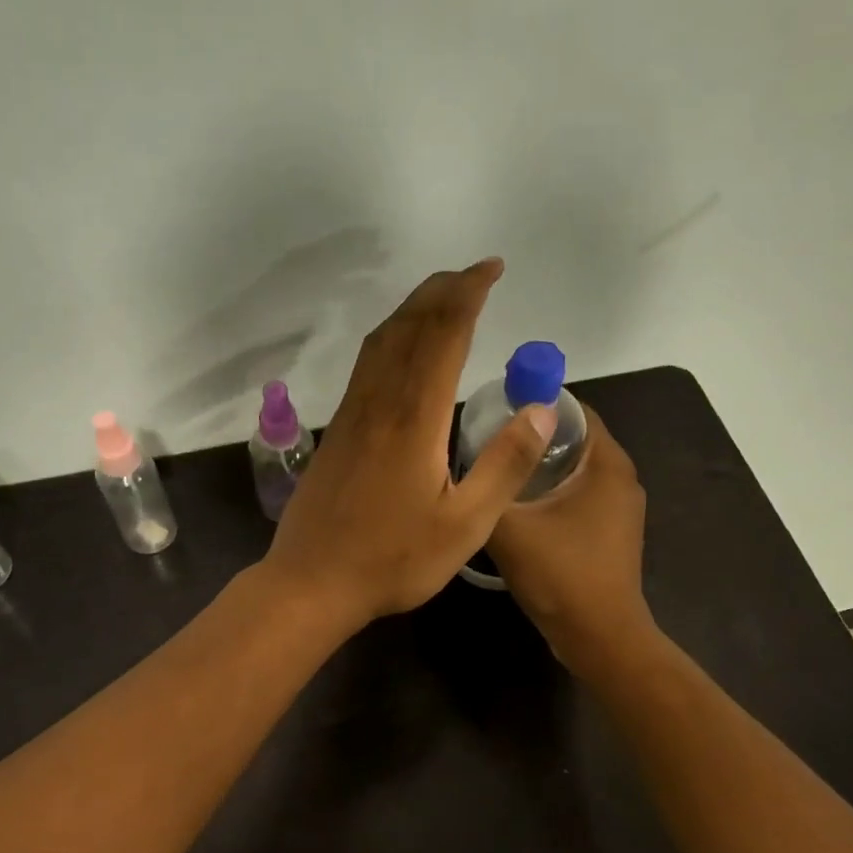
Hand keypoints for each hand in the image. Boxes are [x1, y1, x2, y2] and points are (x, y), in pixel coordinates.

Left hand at [262, 259, 555, 629]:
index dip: (468, 295)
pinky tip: (400, 351)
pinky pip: (365, 367)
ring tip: (441, 297)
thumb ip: (504, 466)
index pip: (443, 336)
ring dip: (413, 310)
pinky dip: (390, 339)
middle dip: (442, 291)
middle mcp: (379, 404)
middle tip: (473, 274)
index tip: (491, 270)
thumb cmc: (393, 560)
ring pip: (381, 343)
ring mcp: (351, 416)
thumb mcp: (464, 525)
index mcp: (414, 419)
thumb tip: (540, 409)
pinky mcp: (337, 433)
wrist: (312, 582)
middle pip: (409, 328)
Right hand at [487, 407, 654, 671]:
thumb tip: (469, 455)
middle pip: (573, 438)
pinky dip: (550, 491)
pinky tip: (517, 506)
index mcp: (606, 464)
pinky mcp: (611, 532)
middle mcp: (621, 478)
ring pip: (574, 470)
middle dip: (532, 435)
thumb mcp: (509, 526)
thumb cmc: (559, 573)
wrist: (598, 636)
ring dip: (539, 466)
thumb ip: (488, 485)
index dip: (535, 404)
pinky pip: (578, 495)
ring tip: (495, 470)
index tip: (495, 408)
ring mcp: (619, 508)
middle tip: (487, 439)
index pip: (574, 410)